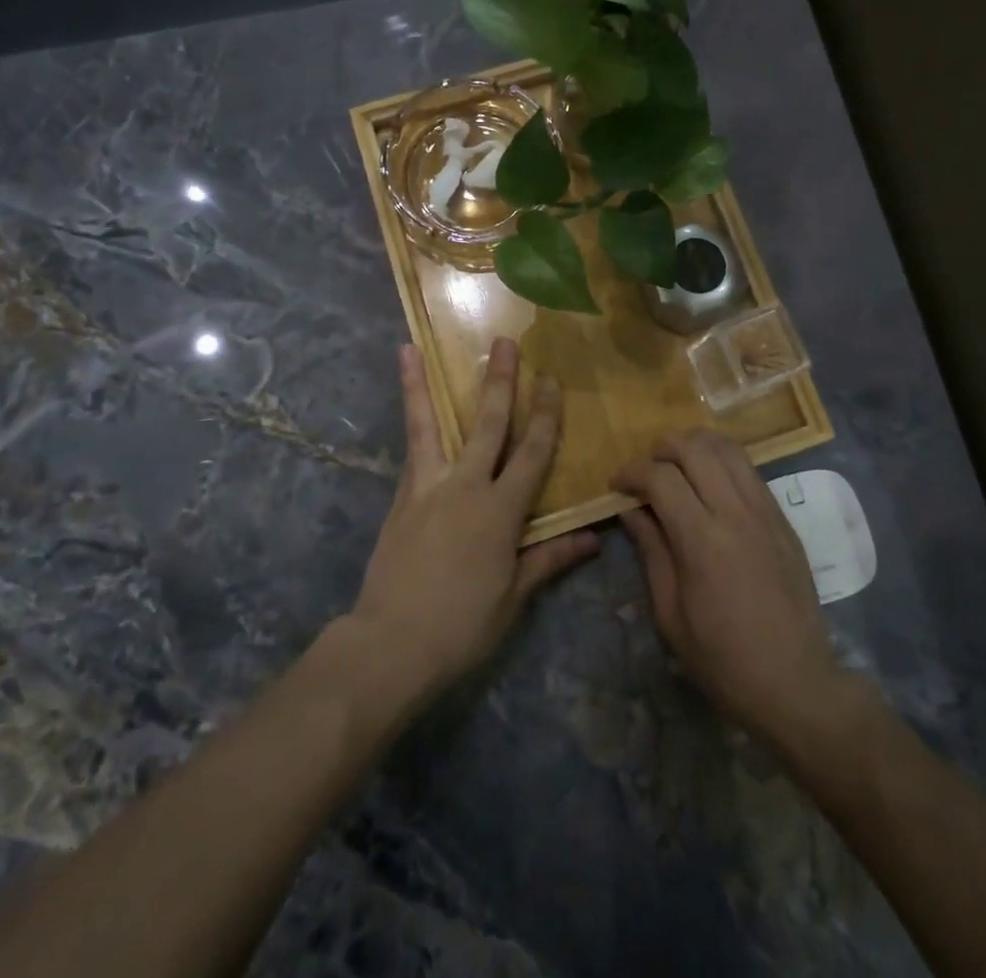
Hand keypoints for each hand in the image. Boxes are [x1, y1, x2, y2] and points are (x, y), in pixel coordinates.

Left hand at [348, 338, 598, 705]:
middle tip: (503, 341)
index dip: (545, 415)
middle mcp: (465, 487)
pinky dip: (408, 424)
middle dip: (500, 382)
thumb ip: (549, 559)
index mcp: (500, 511)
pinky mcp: (400, 498)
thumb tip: (594, 539)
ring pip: (428, 425)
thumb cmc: (462, 625)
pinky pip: (410, 451)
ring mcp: (427, 488)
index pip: (532, 453)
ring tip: (410, 348)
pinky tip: (407, 404)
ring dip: (422, 385)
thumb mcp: (512, 596)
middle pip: (487, 425)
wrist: (391, 643)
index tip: (550, 379)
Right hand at [614, 431, 845, 744]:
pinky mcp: (784, 519)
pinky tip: (710, 484)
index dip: (632, 472)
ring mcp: (766, 512)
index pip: (661, 477)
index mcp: (702, 540)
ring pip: (728, 449)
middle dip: (662, 448)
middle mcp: (736, 514)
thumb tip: (632, 511)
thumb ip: (651, 552)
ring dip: (695, 446)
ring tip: (678, 466)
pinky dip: (723, 462)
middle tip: (646, 471)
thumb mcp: (670, 614)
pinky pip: (750, 470)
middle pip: (695, 449)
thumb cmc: (722, 659)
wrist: (795, 683)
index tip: (617, 486)